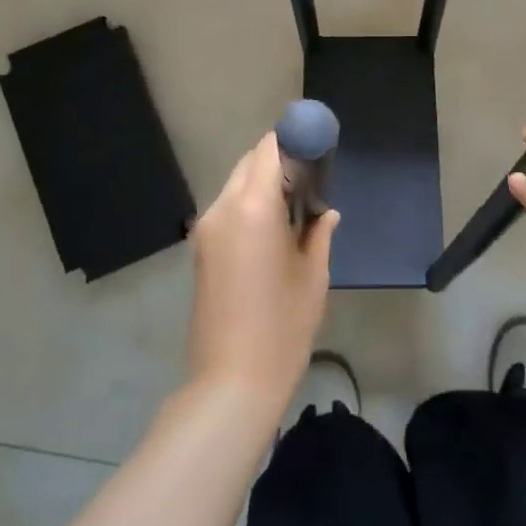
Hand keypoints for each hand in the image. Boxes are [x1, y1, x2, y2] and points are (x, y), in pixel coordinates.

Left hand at [187, 133, 338, 414]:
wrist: (230, 382)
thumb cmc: (282, 327)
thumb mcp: (312, 276)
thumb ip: (318, 232)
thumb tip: (326, 212)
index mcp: (253, 207)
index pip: (269, 149)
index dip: (294, 143)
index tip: (317, 152)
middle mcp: (223, 208)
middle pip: (250, 162)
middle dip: (279, 162)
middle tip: (310, 183)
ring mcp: (206, 228)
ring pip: (236, 184)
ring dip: (263, 184)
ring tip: (293, 210)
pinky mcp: (200, 248)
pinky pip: (227, 208)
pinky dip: (249, 204)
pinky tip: (272, 231)